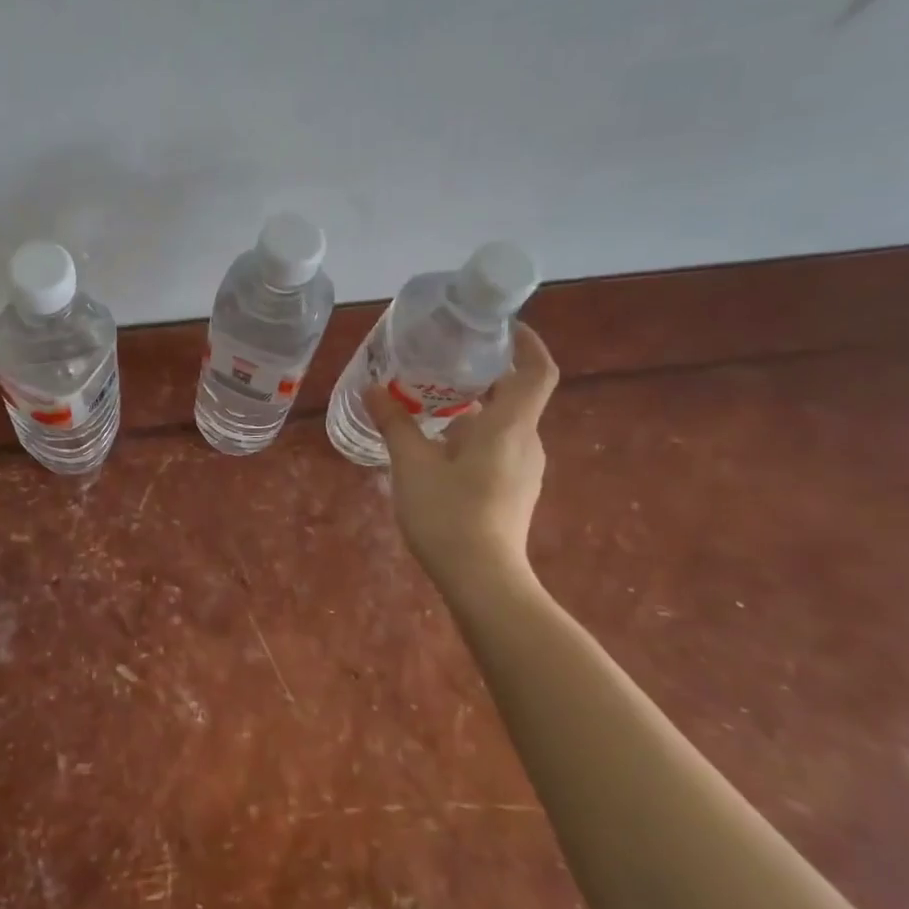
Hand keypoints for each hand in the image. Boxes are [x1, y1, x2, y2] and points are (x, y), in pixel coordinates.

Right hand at [364, 322, 558, 593]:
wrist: (483, 581)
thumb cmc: (449, 514)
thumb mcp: (412, 465)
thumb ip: (394, 423)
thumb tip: (371, 388)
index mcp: (509, 427)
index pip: (536, 371)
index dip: (527, 343)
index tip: (502, 326)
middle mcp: (526, 443)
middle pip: (515, 395)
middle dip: (484, 374)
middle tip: (444, 360)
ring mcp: (524, 470)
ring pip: (503, 424)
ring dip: (474, 408)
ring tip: (431, 401)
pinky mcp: (514, 491)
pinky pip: (499, 447)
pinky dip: (474, 435)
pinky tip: (437, 446)